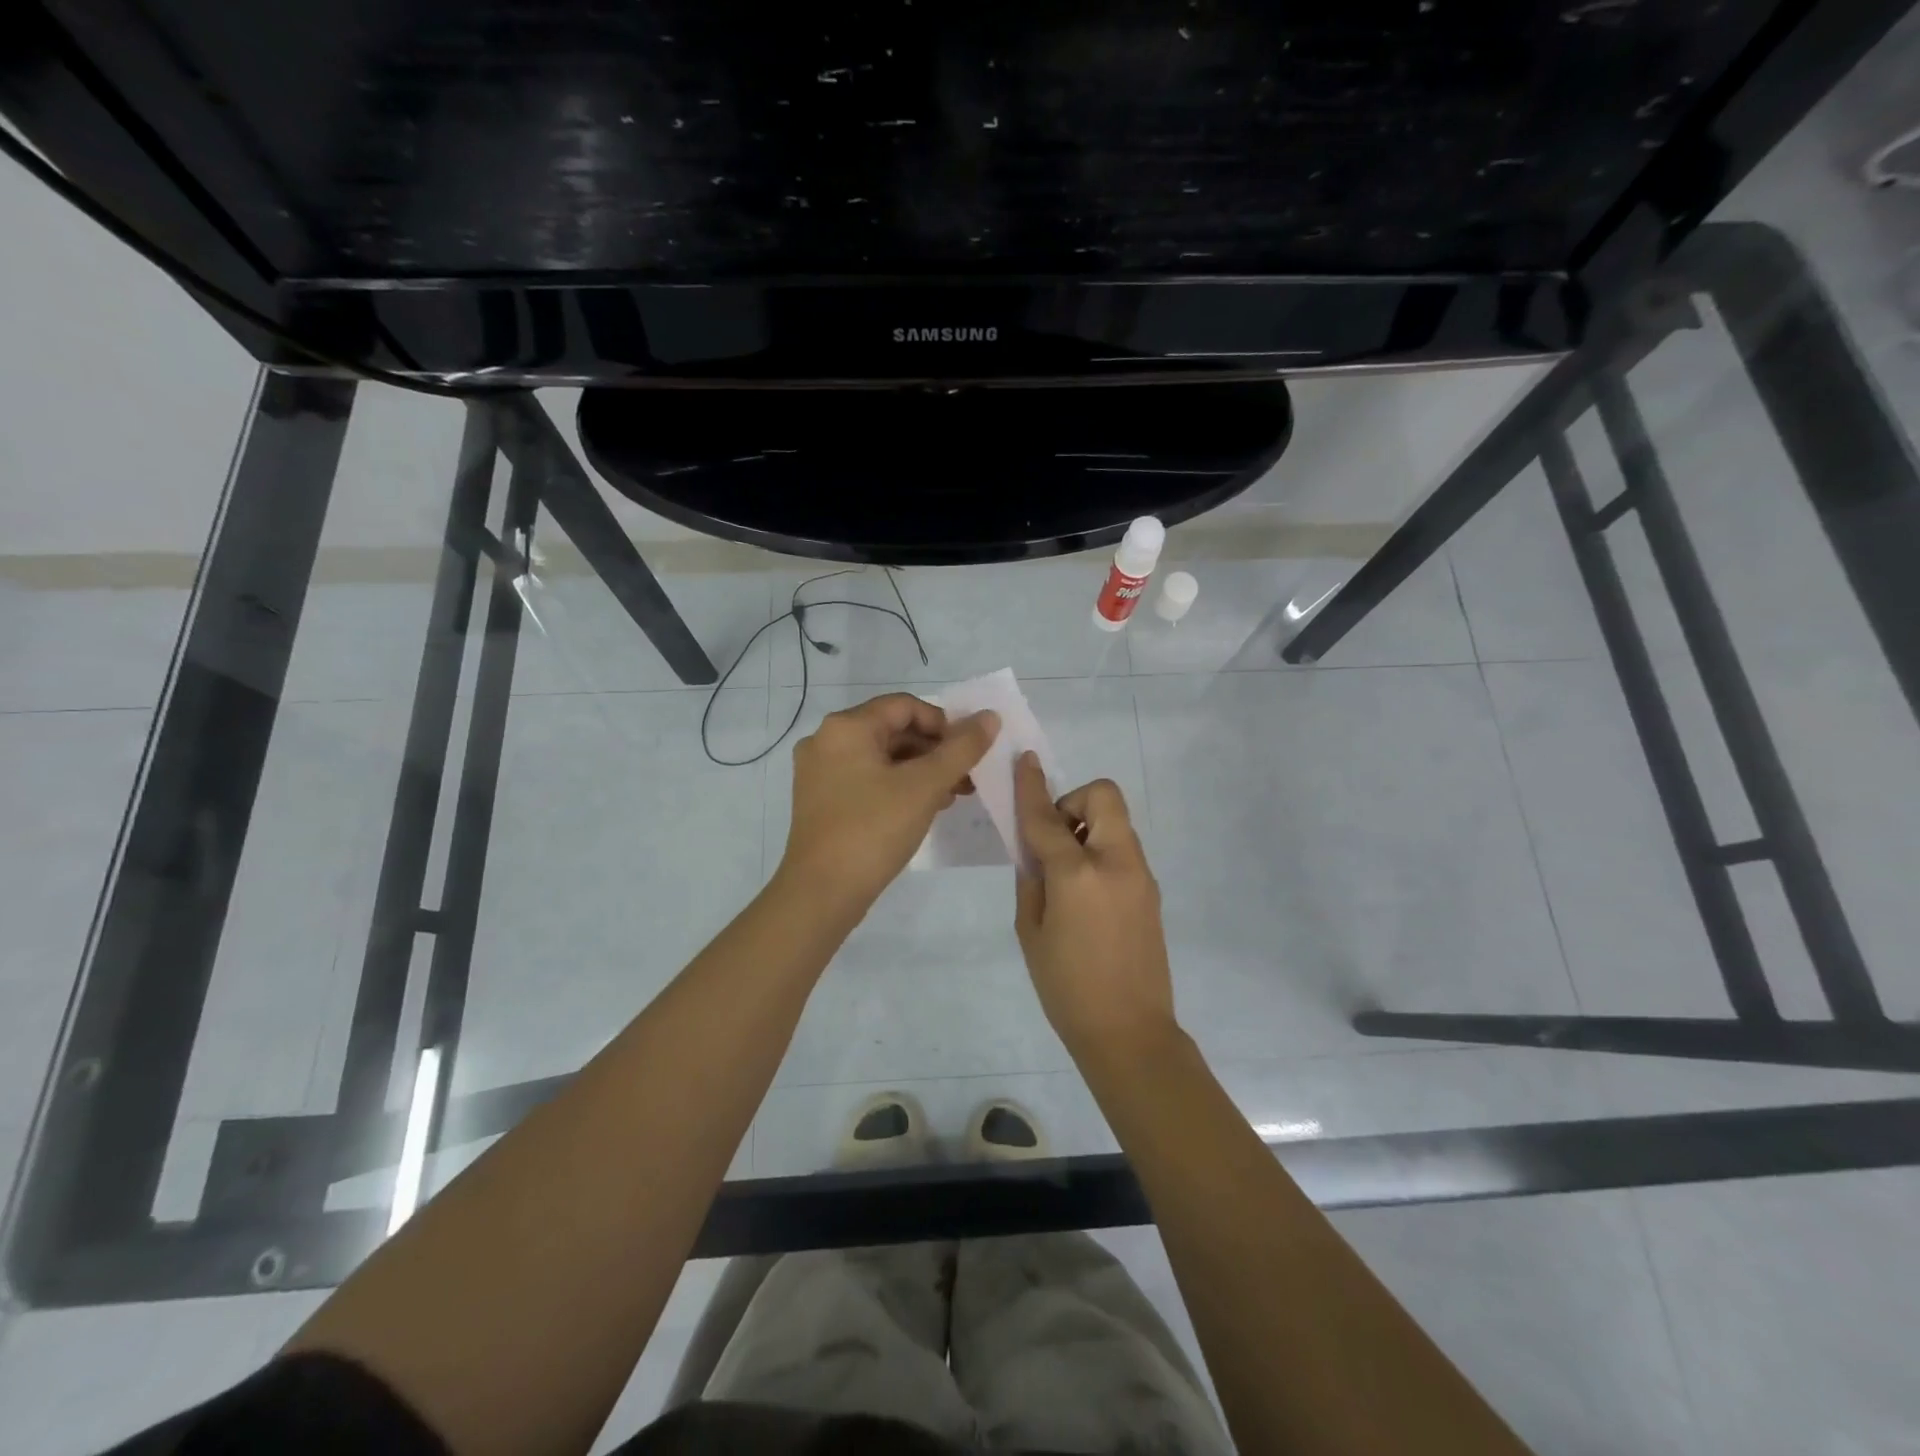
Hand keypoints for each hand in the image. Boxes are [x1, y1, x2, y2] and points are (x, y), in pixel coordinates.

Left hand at [780, 693, 998, 913]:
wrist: (821, 893)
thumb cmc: (873, 830)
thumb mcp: (925, 786)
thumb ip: (961, 749)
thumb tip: (989, 717)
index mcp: (846, 727)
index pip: (905, 706)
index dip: (944, 723)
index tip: (969, 752)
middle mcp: (827, 740)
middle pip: (893, 730)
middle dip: (935, 751)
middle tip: (967, 777)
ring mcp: (820, 772)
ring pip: (882, 757)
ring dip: (921, 770)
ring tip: (954, 795)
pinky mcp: (822, 800)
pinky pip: (868, 779)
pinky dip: (898, 786)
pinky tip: (925, 808)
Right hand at [1013, 752, 1177, 1063]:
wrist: (1129, 1032)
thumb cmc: (1066, 988)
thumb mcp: (1031, 932)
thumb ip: (1031, 879)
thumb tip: (1034, 850)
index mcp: (1077, 875)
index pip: (1047, 817)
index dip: (1030, 787)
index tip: (1024, 760)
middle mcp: (1115, 863)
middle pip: (1103, 797)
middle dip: (1074, 802)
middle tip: (1054, 838)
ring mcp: (1140, 875)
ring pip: (1116, 821)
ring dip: (1087, 827)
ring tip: (1066, 872)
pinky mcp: (1151, 890)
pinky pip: (1123, 849)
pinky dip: (1101, 850)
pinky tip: (1086, 892)